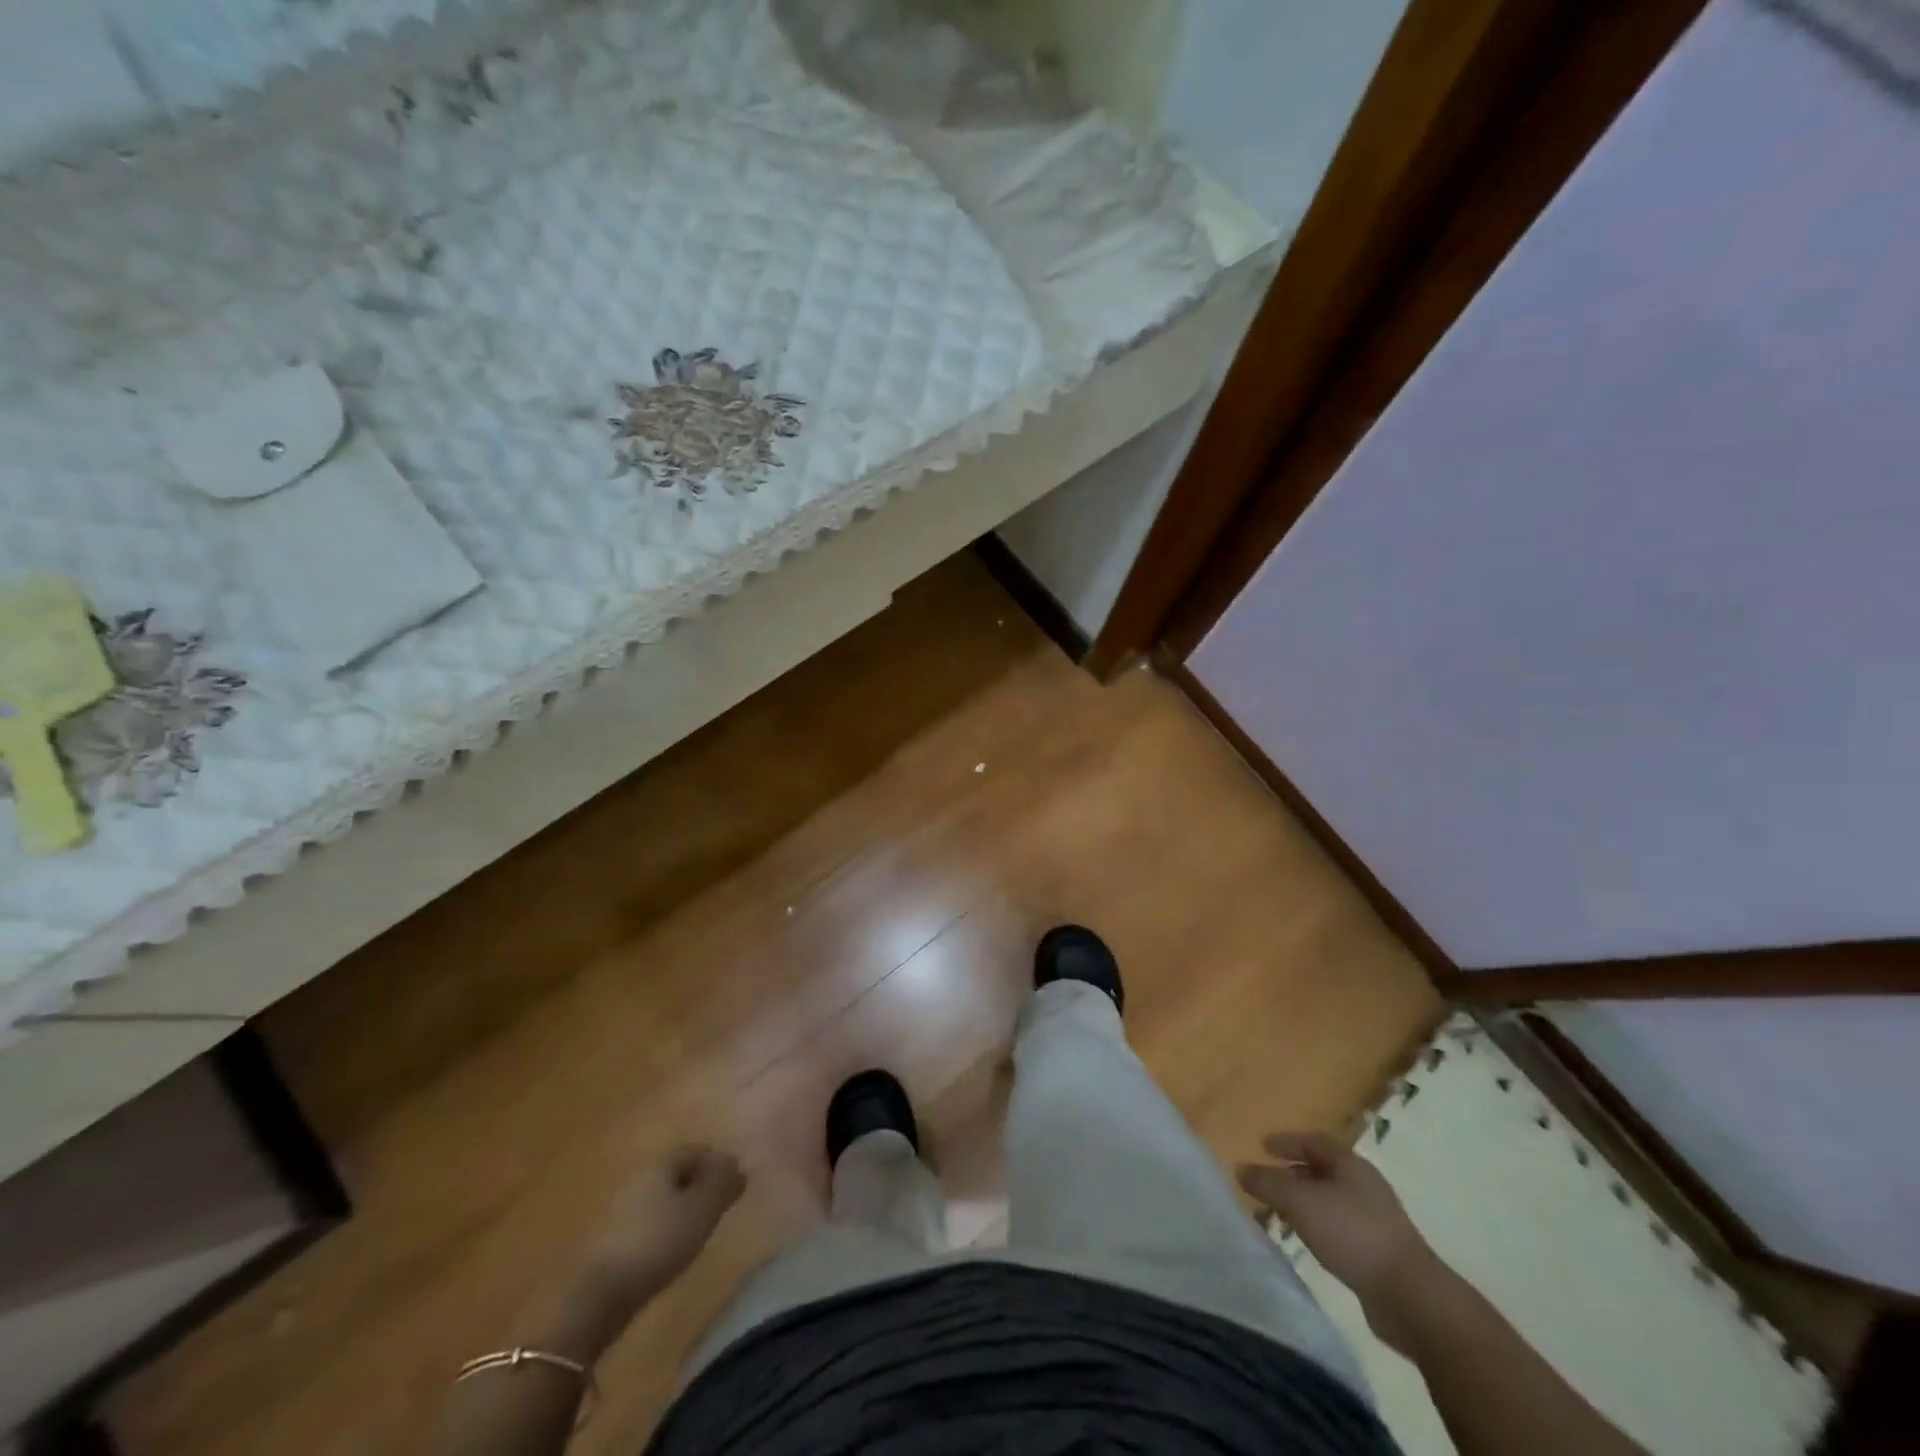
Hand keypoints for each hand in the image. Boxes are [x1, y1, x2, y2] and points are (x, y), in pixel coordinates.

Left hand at [580, 1145, 744, 1313]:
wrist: (598, 1295)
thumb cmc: (658, 1242)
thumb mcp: (702, 1210)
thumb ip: (722, 1183)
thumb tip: (735, 1163)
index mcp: (660, 1164)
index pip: (695, 1150)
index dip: (717, 1162)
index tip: (734, 1181)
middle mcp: (638, 1177)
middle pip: (675, 1172)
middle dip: (699, 1183)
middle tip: (720, 1203)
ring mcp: (619, 1209)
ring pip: (660, 1197)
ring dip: (680, 1205)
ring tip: (699, 1227)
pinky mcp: (609, 1240)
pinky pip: (646, 1220)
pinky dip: (663, 1226)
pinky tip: (671, 1247)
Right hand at [1238, 1132, 1434, 1346]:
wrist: (1412, 1297)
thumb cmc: (1353, 1234)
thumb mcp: (1301, 1202)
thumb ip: (1268, 1183)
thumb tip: (1241, 1168)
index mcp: (1351, 1164)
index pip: (1314, 1141)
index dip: (1288, 1141)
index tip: (1263, 1145)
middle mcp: (1365, 1186)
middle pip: (1324, 1170)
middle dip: (1294, 1172)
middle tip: (1267, 1180)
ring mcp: (1377, 1220)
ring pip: (1332, 1200)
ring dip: (1306, 1202)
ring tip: (1281, 1212)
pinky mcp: (1381, 1252)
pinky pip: (1341, 1227)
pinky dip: (1320, 1226)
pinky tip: (1309, 1241)